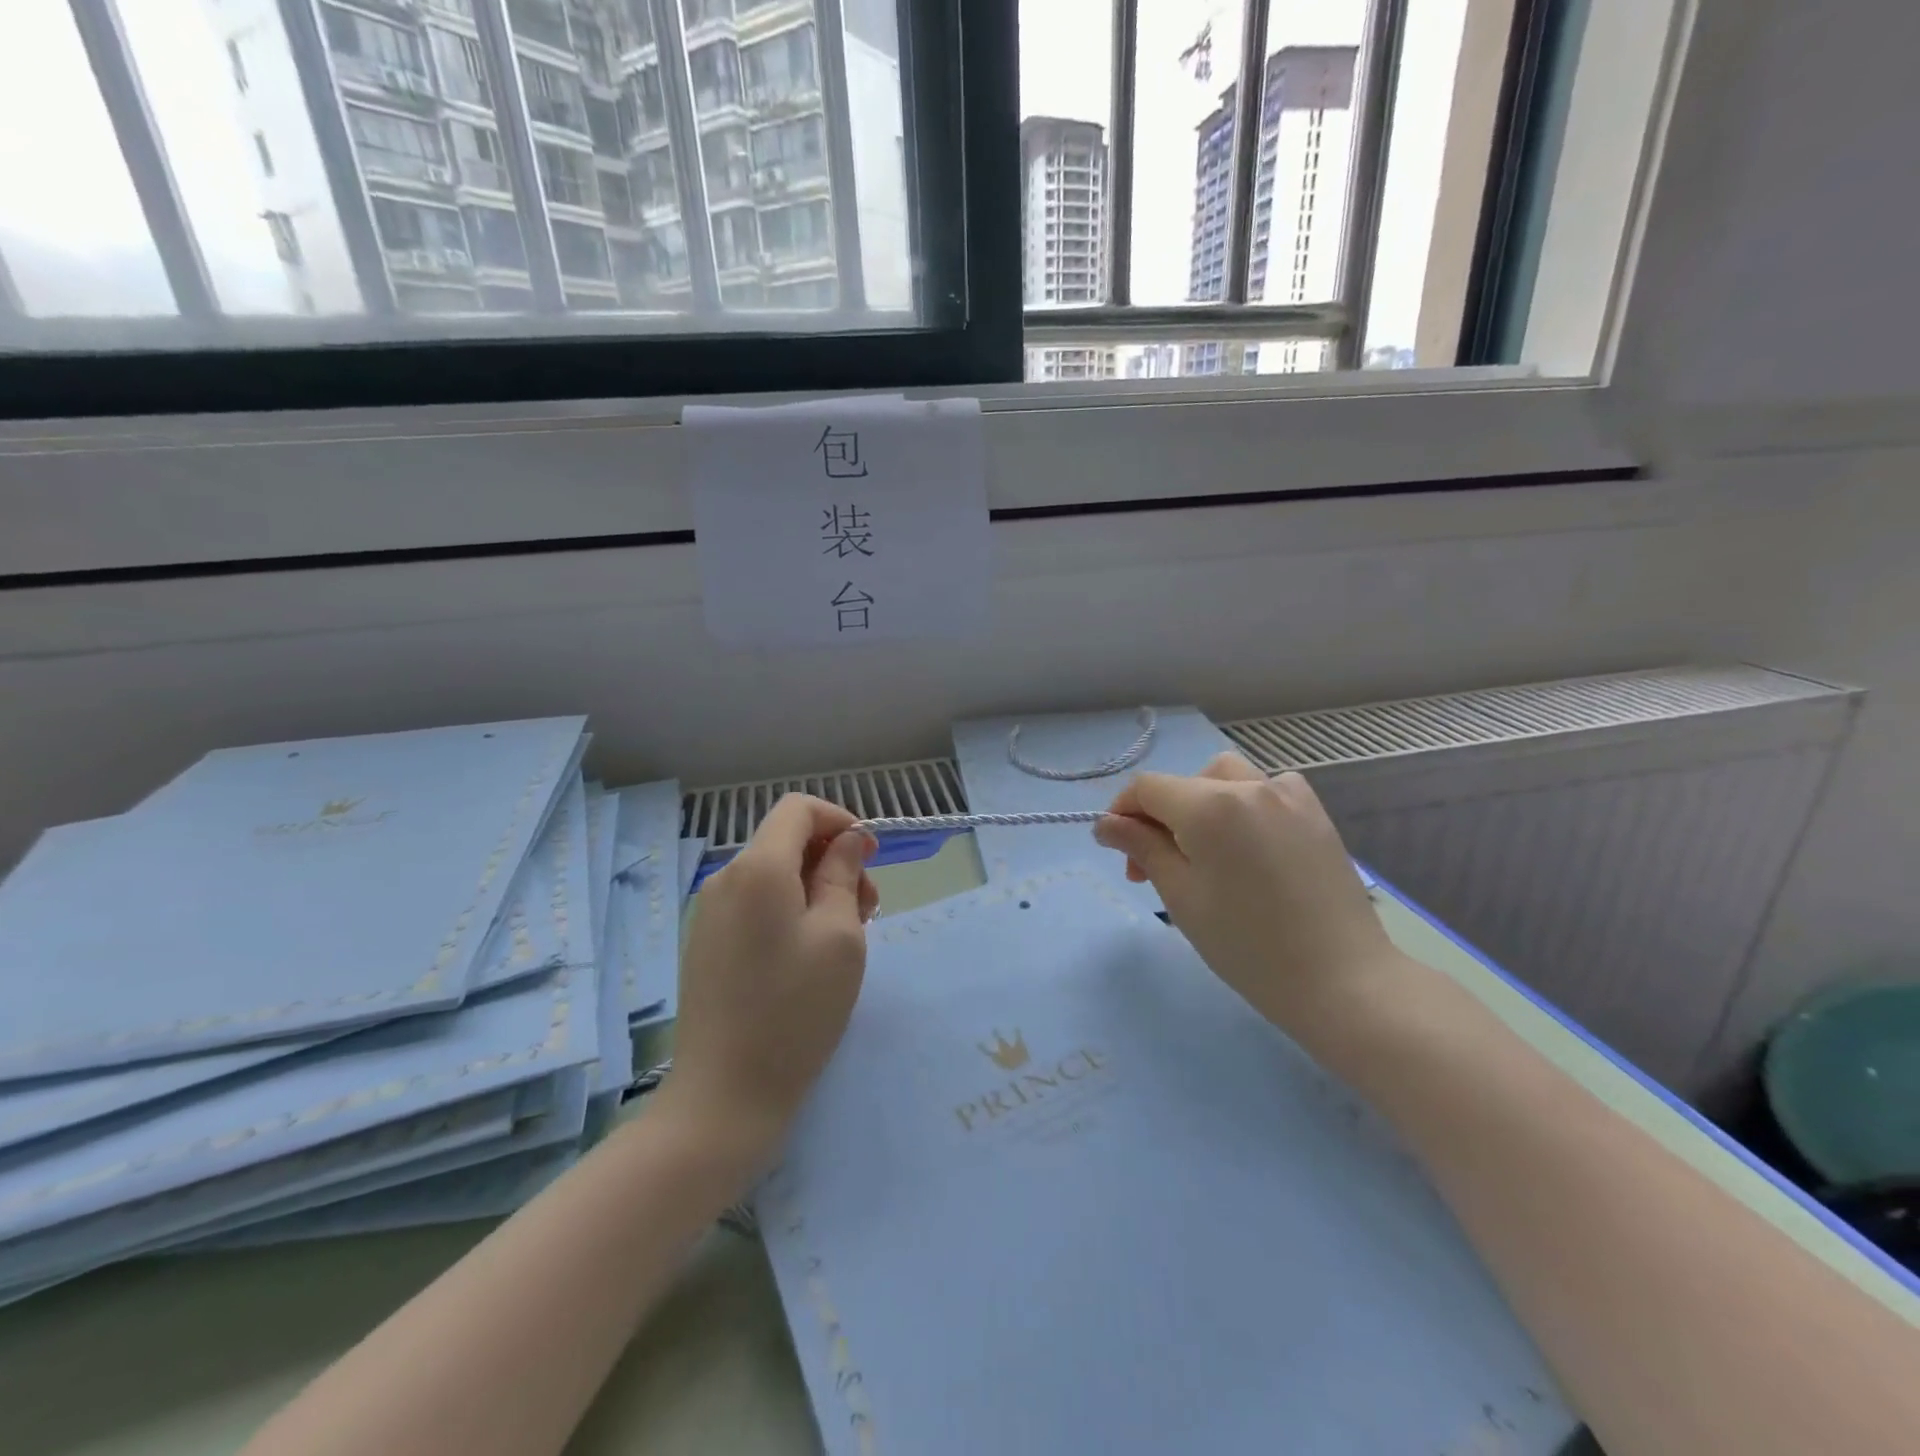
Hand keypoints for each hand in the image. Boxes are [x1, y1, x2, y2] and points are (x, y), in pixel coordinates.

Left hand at [658, 795, 877, 1166]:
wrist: (724, 1095)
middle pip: (787, 841)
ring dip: (816, 888)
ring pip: (774, 874)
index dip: (841, 821)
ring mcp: (710, 912)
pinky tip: (810, 954)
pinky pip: (756, 903)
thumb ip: (843, 874)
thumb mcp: (839, 937)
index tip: (870, 858)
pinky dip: (790, 910)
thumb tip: (848, 840)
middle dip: (833, 860)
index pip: (799, 809)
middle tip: (868, 909)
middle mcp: (725, 878)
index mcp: (757, 868)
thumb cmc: (795, 1011)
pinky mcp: (706, 942)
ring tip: (846, 937)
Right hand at [1092, 753, 1399, 1036]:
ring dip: (1201, 804)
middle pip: (1184, 783)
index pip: (1147, 788)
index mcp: (1210, 806)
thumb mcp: (1181, 896)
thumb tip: (1106, 824)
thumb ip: (1142, 848)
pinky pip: (1265, 789)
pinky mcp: (1314, 812)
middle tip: (1156, 869)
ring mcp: (1288, 795)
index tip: (1118, 852)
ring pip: (1224, 778)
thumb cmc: (1248, 946)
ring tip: (1205, 852)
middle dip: (1160, 818)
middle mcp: (1249, 786)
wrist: (1342, 980)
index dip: (1122, 812)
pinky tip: (1248, 844)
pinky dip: (1243, 804)